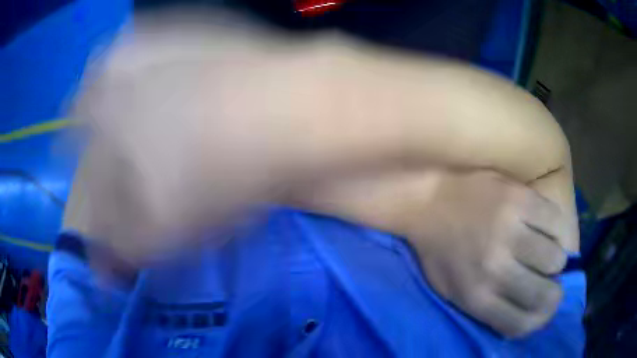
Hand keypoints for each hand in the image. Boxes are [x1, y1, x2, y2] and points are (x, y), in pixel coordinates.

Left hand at [407, 171, 569, 336]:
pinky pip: (558, 222)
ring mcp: (510, 231)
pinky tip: (547, 227)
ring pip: (556, 258)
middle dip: (552, 290)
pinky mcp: (519, 198)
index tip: (543, 307)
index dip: (539, 319)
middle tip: (548, 279)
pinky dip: (558, 229)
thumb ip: (490, 310)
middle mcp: (496, 270)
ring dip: (554, 258)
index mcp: (476, 298)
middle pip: (546, 294)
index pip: (522, 324)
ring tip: (544, 249)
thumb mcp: (454, 294)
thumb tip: (528, 316)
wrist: (426, 203)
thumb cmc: (440, 252)